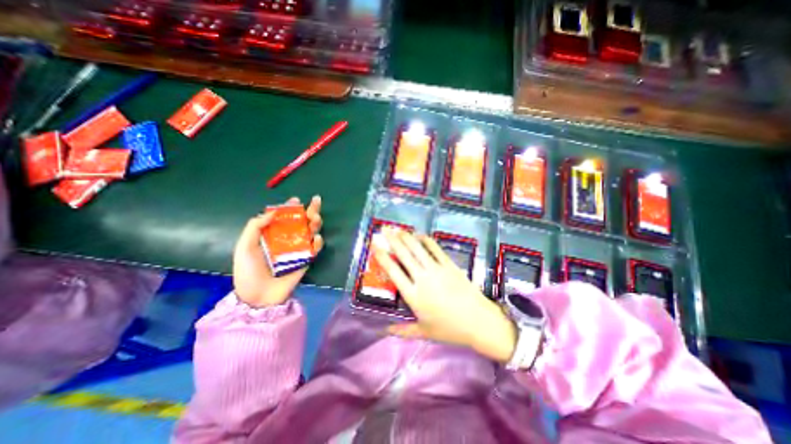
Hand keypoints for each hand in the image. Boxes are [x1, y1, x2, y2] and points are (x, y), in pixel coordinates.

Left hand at [232, 197, 322, 306]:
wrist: (258, 297)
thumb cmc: (248, 271)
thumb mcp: (244, 246)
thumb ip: (255, 227)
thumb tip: (272, 212)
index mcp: (273, 234)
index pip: (284, 217)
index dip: (290, 207)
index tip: (296, 200)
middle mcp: (288, 239)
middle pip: (302, 222)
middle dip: (311, 211)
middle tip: (315, 203)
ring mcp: (298, 249)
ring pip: (311, 232)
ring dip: (315, 223)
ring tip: (315, 218)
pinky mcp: (306, 260)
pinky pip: (314, 249)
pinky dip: (318, 243)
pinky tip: (316, 239)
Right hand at [374, 230, 519, 364]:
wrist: (479, 322)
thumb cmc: (449, 329)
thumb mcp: (424, 332)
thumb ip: (402, 330)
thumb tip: (385, 330)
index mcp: (413, 295)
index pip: (393, 271)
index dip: (383, 256)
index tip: (375, 245)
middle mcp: (422, 278)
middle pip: (404, 254)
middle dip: (392, 239)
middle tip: (384, 229)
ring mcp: (437, 269)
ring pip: (418, 248)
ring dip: (407, 237)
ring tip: (398, 229)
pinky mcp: (449, 265)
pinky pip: (435, 249)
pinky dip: (426, 240)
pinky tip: (419, 234)